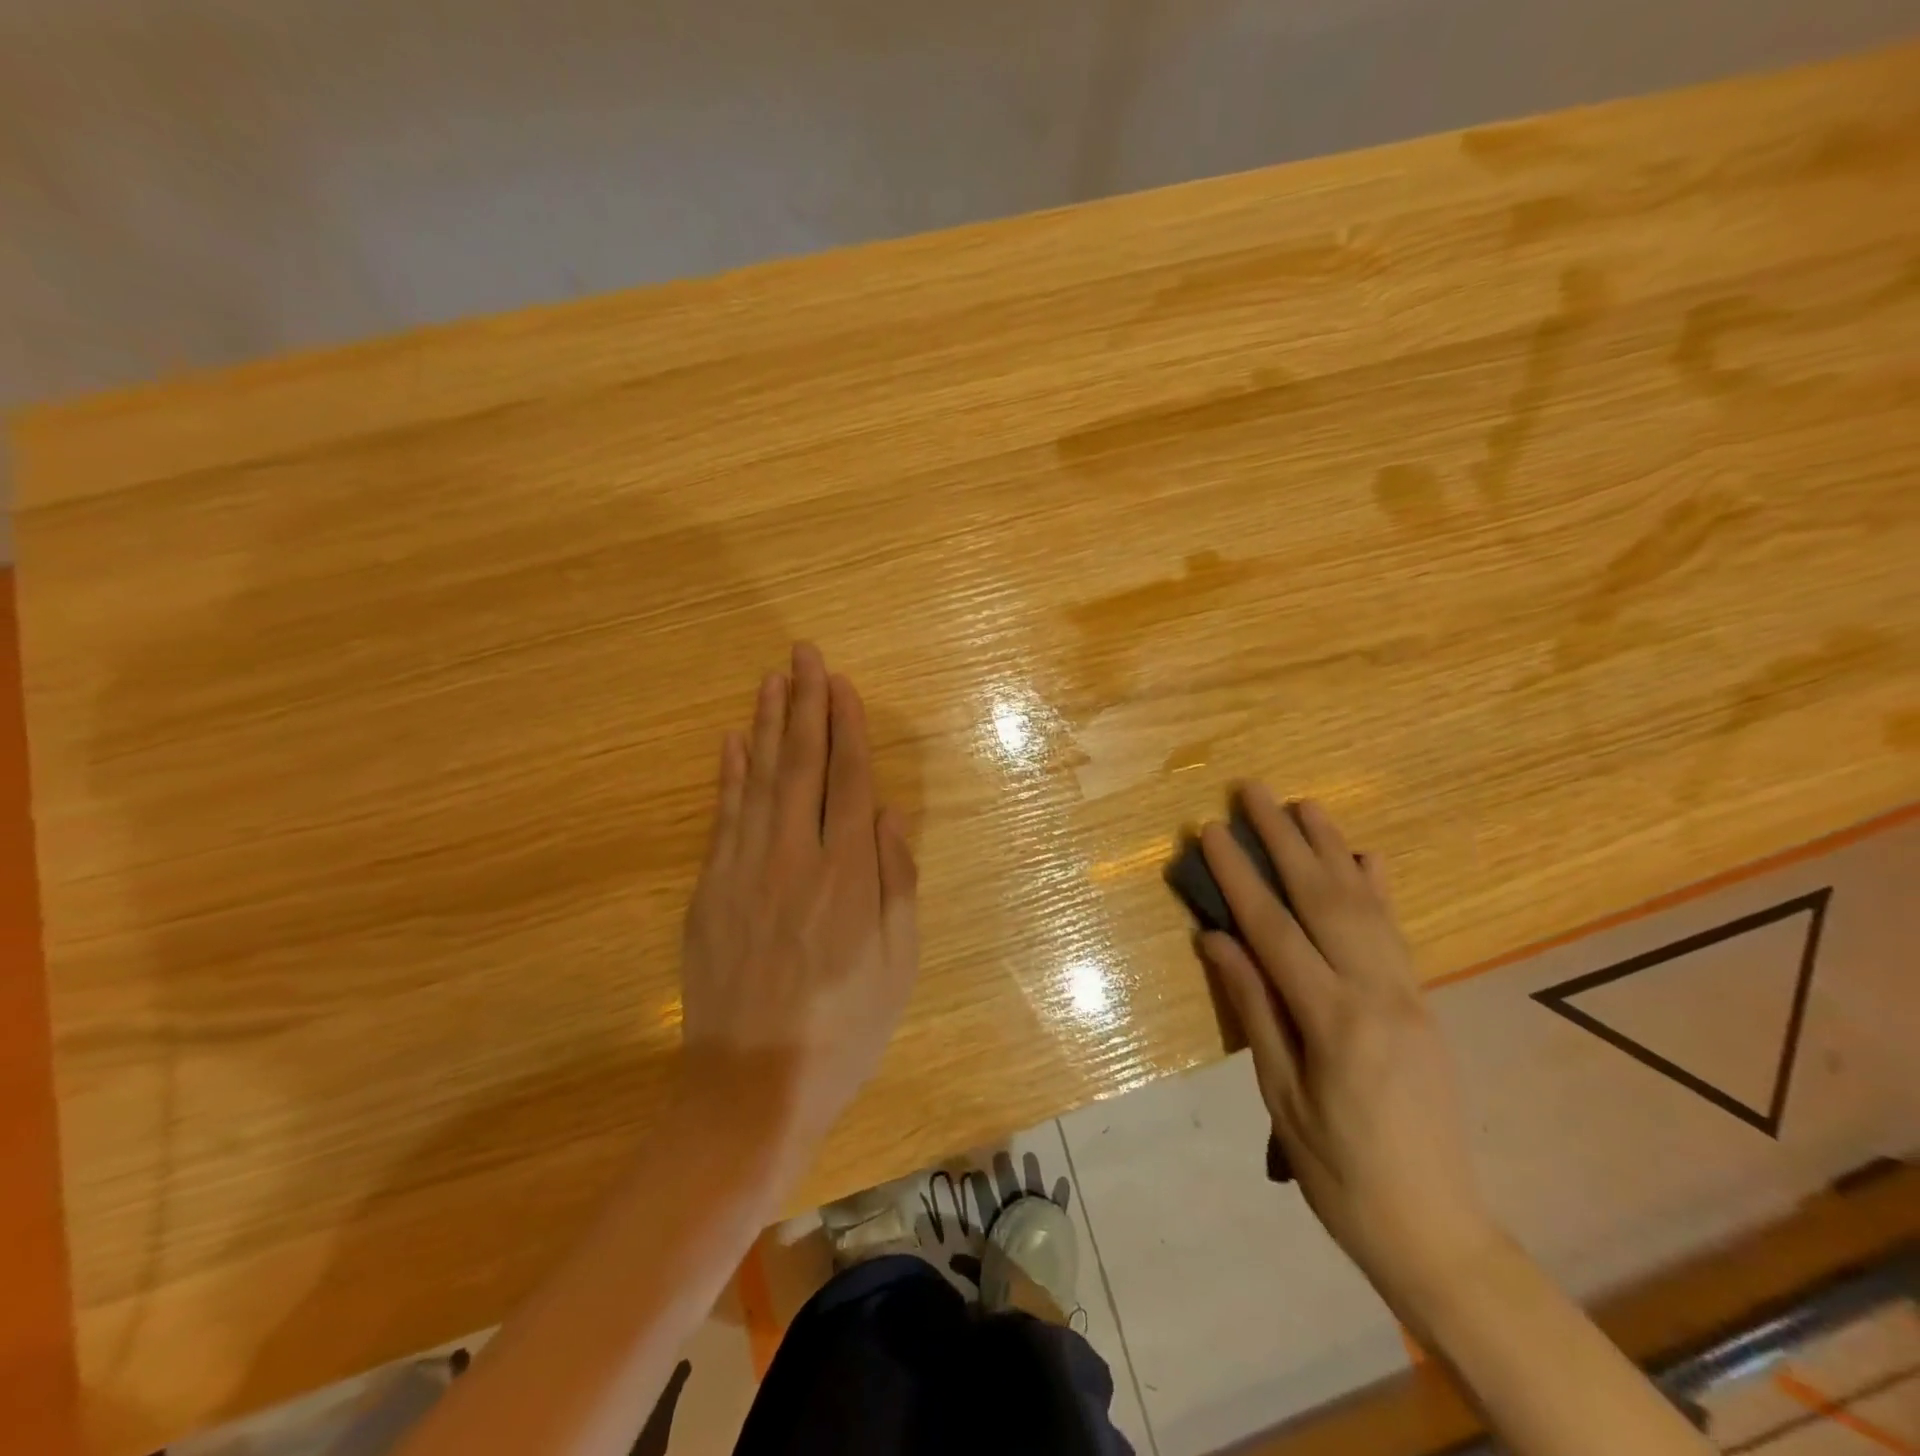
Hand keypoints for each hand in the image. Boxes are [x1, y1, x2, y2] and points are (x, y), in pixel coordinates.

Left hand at [680, 643, 919, 1150]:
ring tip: (773, 679)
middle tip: (805, 654)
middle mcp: (795, 859)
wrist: (751, 1087)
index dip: (848, 728)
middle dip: (806, 704)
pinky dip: (728, 776)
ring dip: (766, 724)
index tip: (843, 685)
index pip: (849, 781)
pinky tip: (731, 742)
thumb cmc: (843, 1031)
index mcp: (848, 877)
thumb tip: (890, 816)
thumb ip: (897, 884)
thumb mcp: (897, 965)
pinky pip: (722, 818)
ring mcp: (744, 872)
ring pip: (758, 780)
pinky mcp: (710, 892)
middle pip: (802, 765)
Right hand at [1196, 787, 1496, 1301]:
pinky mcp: (1422, 1003)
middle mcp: (1378, 993)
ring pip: (1364, 904)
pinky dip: (1376, 888)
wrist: (1438, 1230)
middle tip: (1255, 790)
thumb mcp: (1281, 1096)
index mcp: (1334, 1020)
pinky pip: (1396, 931)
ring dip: (1331, 848)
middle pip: (1323, 898)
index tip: (1212, 830)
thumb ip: (1253, 1007)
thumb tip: (1214, 939)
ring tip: (1305, 803)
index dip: (1239, 876)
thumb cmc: (1340, 1173)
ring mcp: (1408, 994)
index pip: (1274, 929)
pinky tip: (1363, 857)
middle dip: (1285, 839)